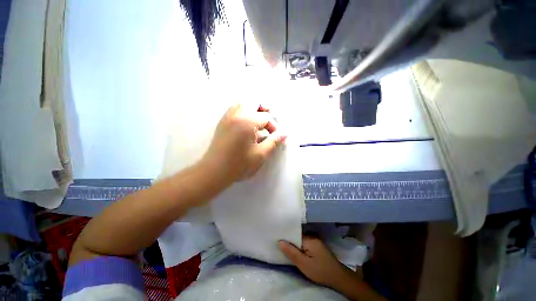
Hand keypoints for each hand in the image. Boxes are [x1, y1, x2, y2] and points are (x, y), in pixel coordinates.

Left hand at [202, 103, 286, 183]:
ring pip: (243, 102)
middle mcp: (236, 114)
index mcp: (247, 121)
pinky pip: (235, 109)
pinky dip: (245, 111)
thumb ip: (274, 141)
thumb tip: (286, 133)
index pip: (266, 117)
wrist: (214, 171)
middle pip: (254, 101)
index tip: (277, 137)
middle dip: (265, 109)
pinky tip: (248, 124)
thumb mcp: (260, 154)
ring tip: (260, 122)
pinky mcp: (223, 121)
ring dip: (254, 109)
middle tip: (270, 121)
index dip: (274, 126)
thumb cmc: (239, 164)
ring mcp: (227, 116)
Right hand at [279, 236, 357, 288]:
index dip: (285, 237)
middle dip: (289, 241)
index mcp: (309, 238)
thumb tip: (279, 241)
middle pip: (297, 236)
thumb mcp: (304, 264)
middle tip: (278, 245)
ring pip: (300, 240)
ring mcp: (315, 240)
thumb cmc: (320, 271)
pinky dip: (299, 247)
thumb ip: (291, 252)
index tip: (276, 239)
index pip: (294, 234)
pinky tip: (295, 251)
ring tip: (284, 247)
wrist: (338, 277)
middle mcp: (312, 236)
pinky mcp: (316, 245)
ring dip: (294, 244)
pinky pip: (304, 243)